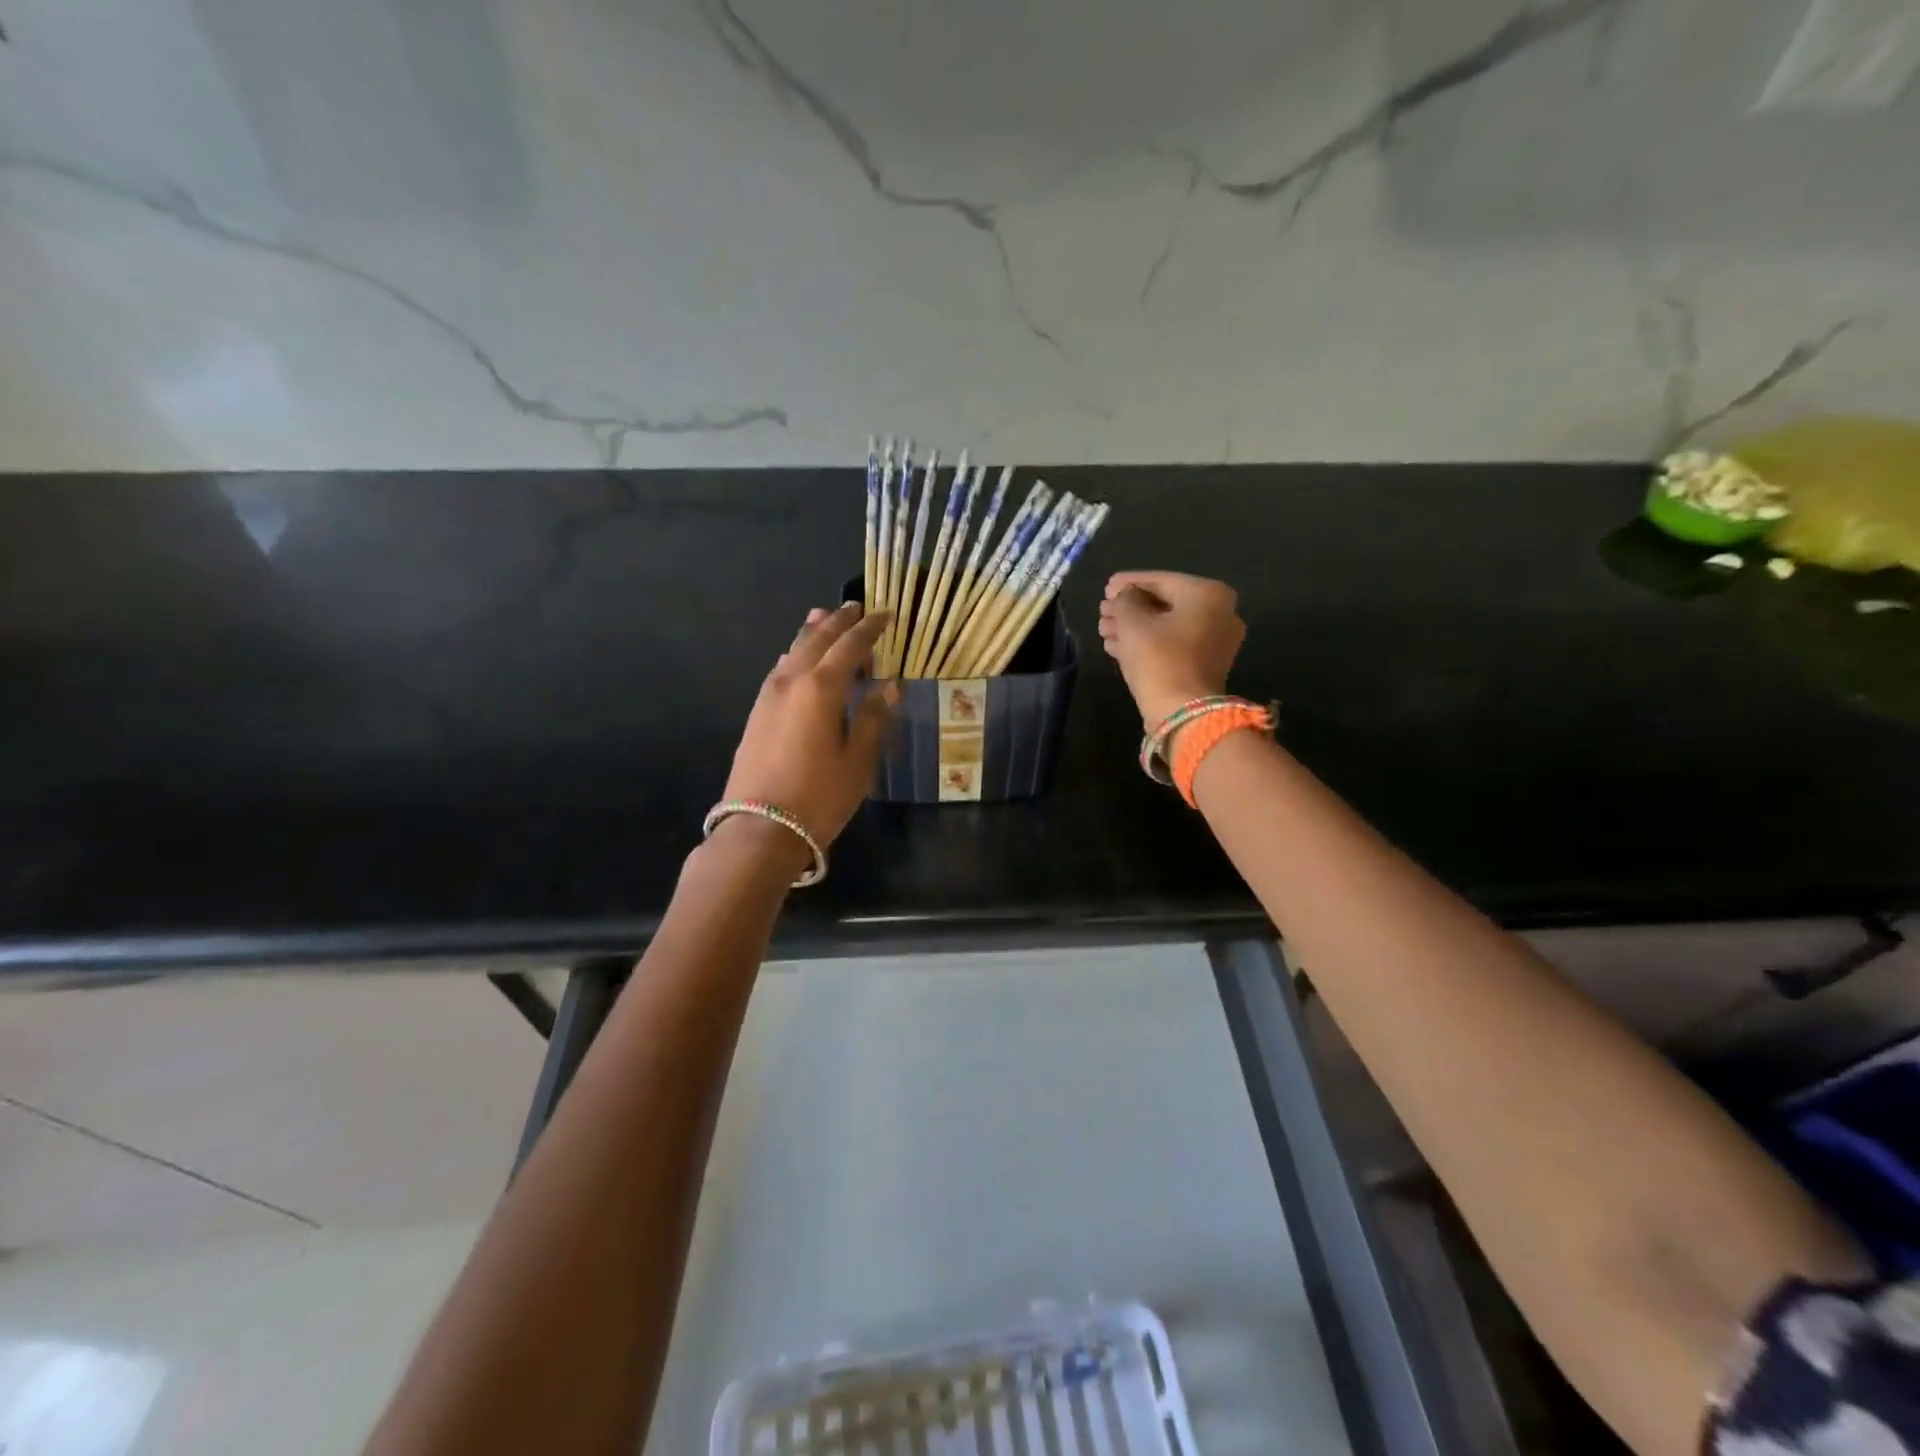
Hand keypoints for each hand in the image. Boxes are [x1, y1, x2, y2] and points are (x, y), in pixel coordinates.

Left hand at [722, 603, 896, 851]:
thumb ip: (874, 718)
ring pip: (793, 651)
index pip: (850, 646)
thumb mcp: (859, 761)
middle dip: (838, 622)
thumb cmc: (820, 796)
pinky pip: (780, 670)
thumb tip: (889, 686)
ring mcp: (769, 696)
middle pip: (817, 640)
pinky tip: (798, 659)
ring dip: (812, 633)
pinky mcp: (757, 713)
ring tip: (824, 617)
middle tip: (856, 608)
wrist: (760, 829)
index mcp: (821, 687)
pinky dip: (795, 655)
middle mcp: (792, 681)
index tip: (886, 614)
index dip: (870, 629)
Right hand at [1098, 572, 1245, 726]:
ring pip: (1166, 626)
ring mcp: (1215, 641)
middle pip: (1165, 604)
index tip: (1106, 587)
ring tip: (1104, 629)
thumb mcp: (1133, 623)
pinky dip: (1147, 643)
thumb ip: (1125, 600)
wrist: (1183, 713)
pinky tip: (1116, 645)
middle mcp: (1219, 613)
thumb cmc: (1159, 659)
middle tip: (1103, 610)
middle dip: (1130, 608)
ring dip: (1134, 627)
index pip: (1160, 580)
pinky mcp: (1205, 665)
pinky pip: (1172, 645)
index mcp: (1208, 594)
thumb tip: (1125, 596)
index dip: (1128, 583)